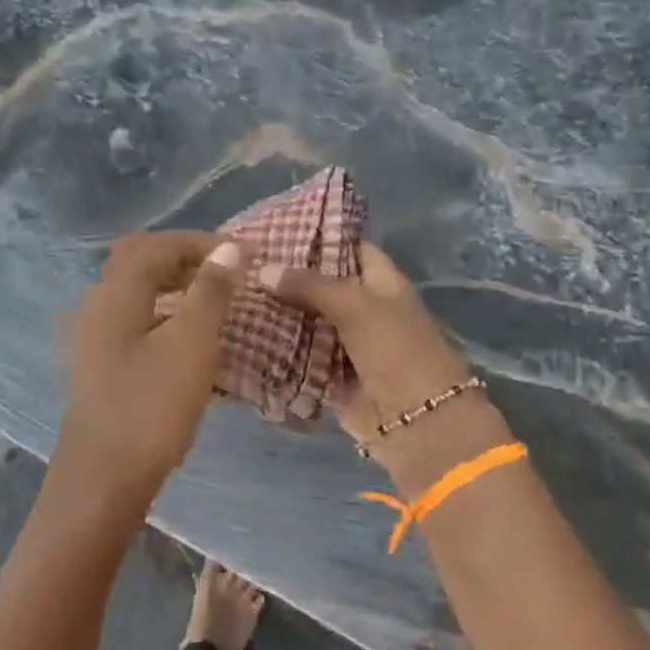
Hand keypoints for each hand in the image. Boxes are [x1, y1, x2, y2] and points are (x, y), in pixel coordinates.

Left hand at [58, 231, 245, 505]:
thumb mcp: (191, 345)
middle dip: (182, 258)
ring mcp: (94, 338)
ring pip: (135, 292)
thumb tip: (228, 248)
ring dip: (172, 286)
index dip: (201, 242)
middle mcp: (98, 306)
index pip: (158, 245)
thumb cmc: (151, 408)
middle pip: (138, 261)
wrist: (104, 478)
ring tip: (212, 302)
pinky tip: (186, 340)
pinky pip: (134, 321)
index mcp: (117, 294)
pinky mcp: (100, 365)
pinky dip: (163, 314)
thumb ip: (210, 292)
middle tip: (223, 272)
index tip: (243, 254)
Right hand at [259, 242, 511, 491]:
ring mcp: (345, 343)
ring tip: (232, 293)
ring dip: (276, 313)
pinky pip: (298, 356)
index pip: (349, 247)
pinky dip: (276, 348)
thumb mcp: (355, 305)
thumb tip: (262, 269)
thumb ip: (309, 285)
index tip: (274, 227)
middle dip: (286, 277)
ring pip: (305, 321)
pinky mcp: (329, 375)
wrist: (416, 421)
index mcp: (381, 282)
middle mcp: (363, 308)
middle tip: (240, 263)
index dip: (317, 235)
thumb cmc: (395, 350)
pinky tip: (240, 333)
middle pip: (320, 286)